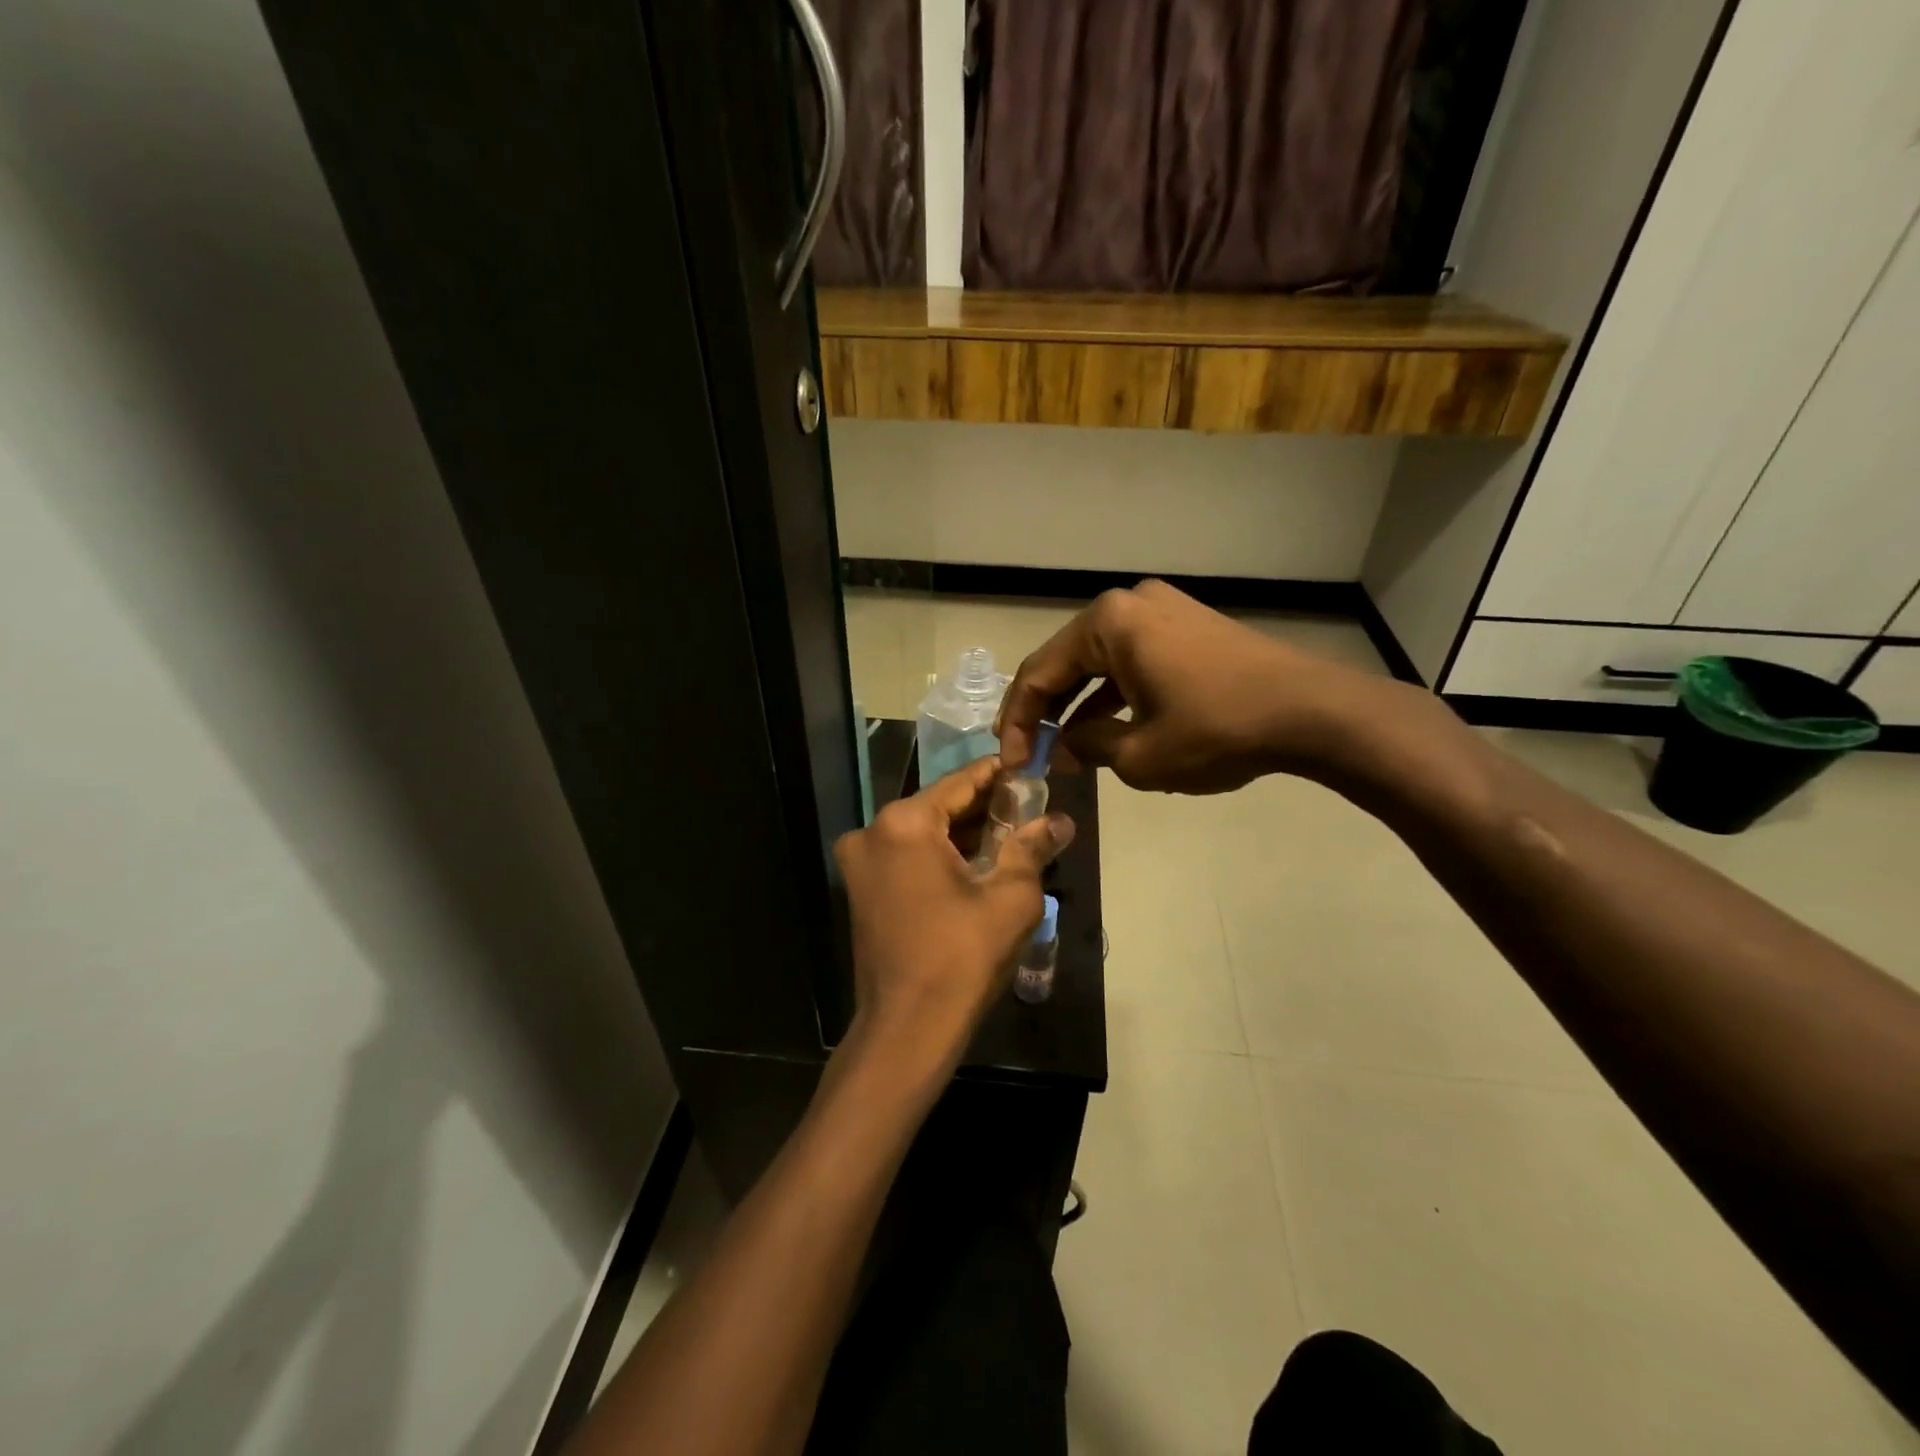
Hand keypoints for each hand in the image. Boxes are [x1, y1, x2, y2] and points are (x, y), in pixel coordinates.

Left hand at [834, 758, 1075, 1073]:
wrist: (907, 1029)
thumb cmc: (962, 958)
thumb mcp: (1011, 899)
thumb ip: (1033, 848)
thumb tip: (1061, 821)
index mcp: (904, 823)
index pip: (960, 782)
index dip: (998, 775)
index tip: (1028, 767)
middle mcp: (872, 832)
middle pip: (938, 807)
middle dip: (983, 809)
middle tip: (1028, 809)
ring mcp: (859, 863)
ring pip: (921, 833)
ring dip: (961, 834)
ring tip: (1009, 837)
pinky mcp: (860, 890)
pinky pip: (905, 857)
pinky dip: (937, 856)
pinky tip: (974, 866)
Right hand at [997, 579, 1399, 793]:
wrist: (1314, 713)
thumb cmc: (1217, 730)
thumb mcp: (1140, 755)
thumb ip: (1089, 747)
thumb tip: (1067, 744)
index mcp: (1108, 623)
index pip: (1039, 672)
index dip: (1017, 722)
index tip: (1010, 761)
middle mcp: (1131, 604)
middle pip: (1068, 661)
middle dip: (1046, 711)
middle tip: (1029, 753)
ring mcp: (1165, 611)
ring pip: (1101, 662)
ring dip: (1080, 706)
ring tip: (1065, 750)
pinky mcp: (1190, 628)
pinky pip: (1135, 661)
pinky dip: (1116, 695)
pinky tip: (1106, 730)